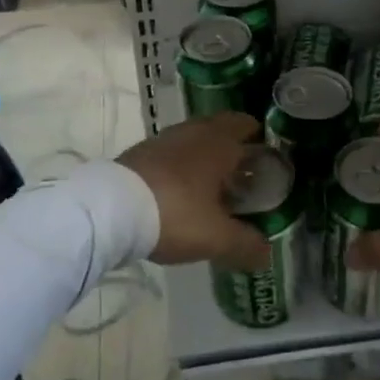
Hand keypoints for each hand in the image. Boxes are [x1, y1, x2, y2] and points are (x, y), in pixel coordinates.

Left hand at [117, 113, 269, 268]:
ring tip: (212, 186)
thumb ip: (246, 244)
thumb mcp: (217, 237)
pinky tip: (180, 191)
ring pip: (194, 139)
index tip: (268, 161)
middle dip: (234, 147)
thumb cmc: (175, 214)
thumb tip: (267, 254)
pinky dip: (181, 165)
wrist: (111, 209)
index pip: (247, 125)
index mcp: (219, 142)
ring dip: (205, 156)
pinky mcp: (140, 152)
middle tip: (243, 175)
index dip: (260, 140)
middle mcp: (194, 132)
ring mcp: (164, 139)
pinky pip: (172, 152)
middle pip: (221, 129)